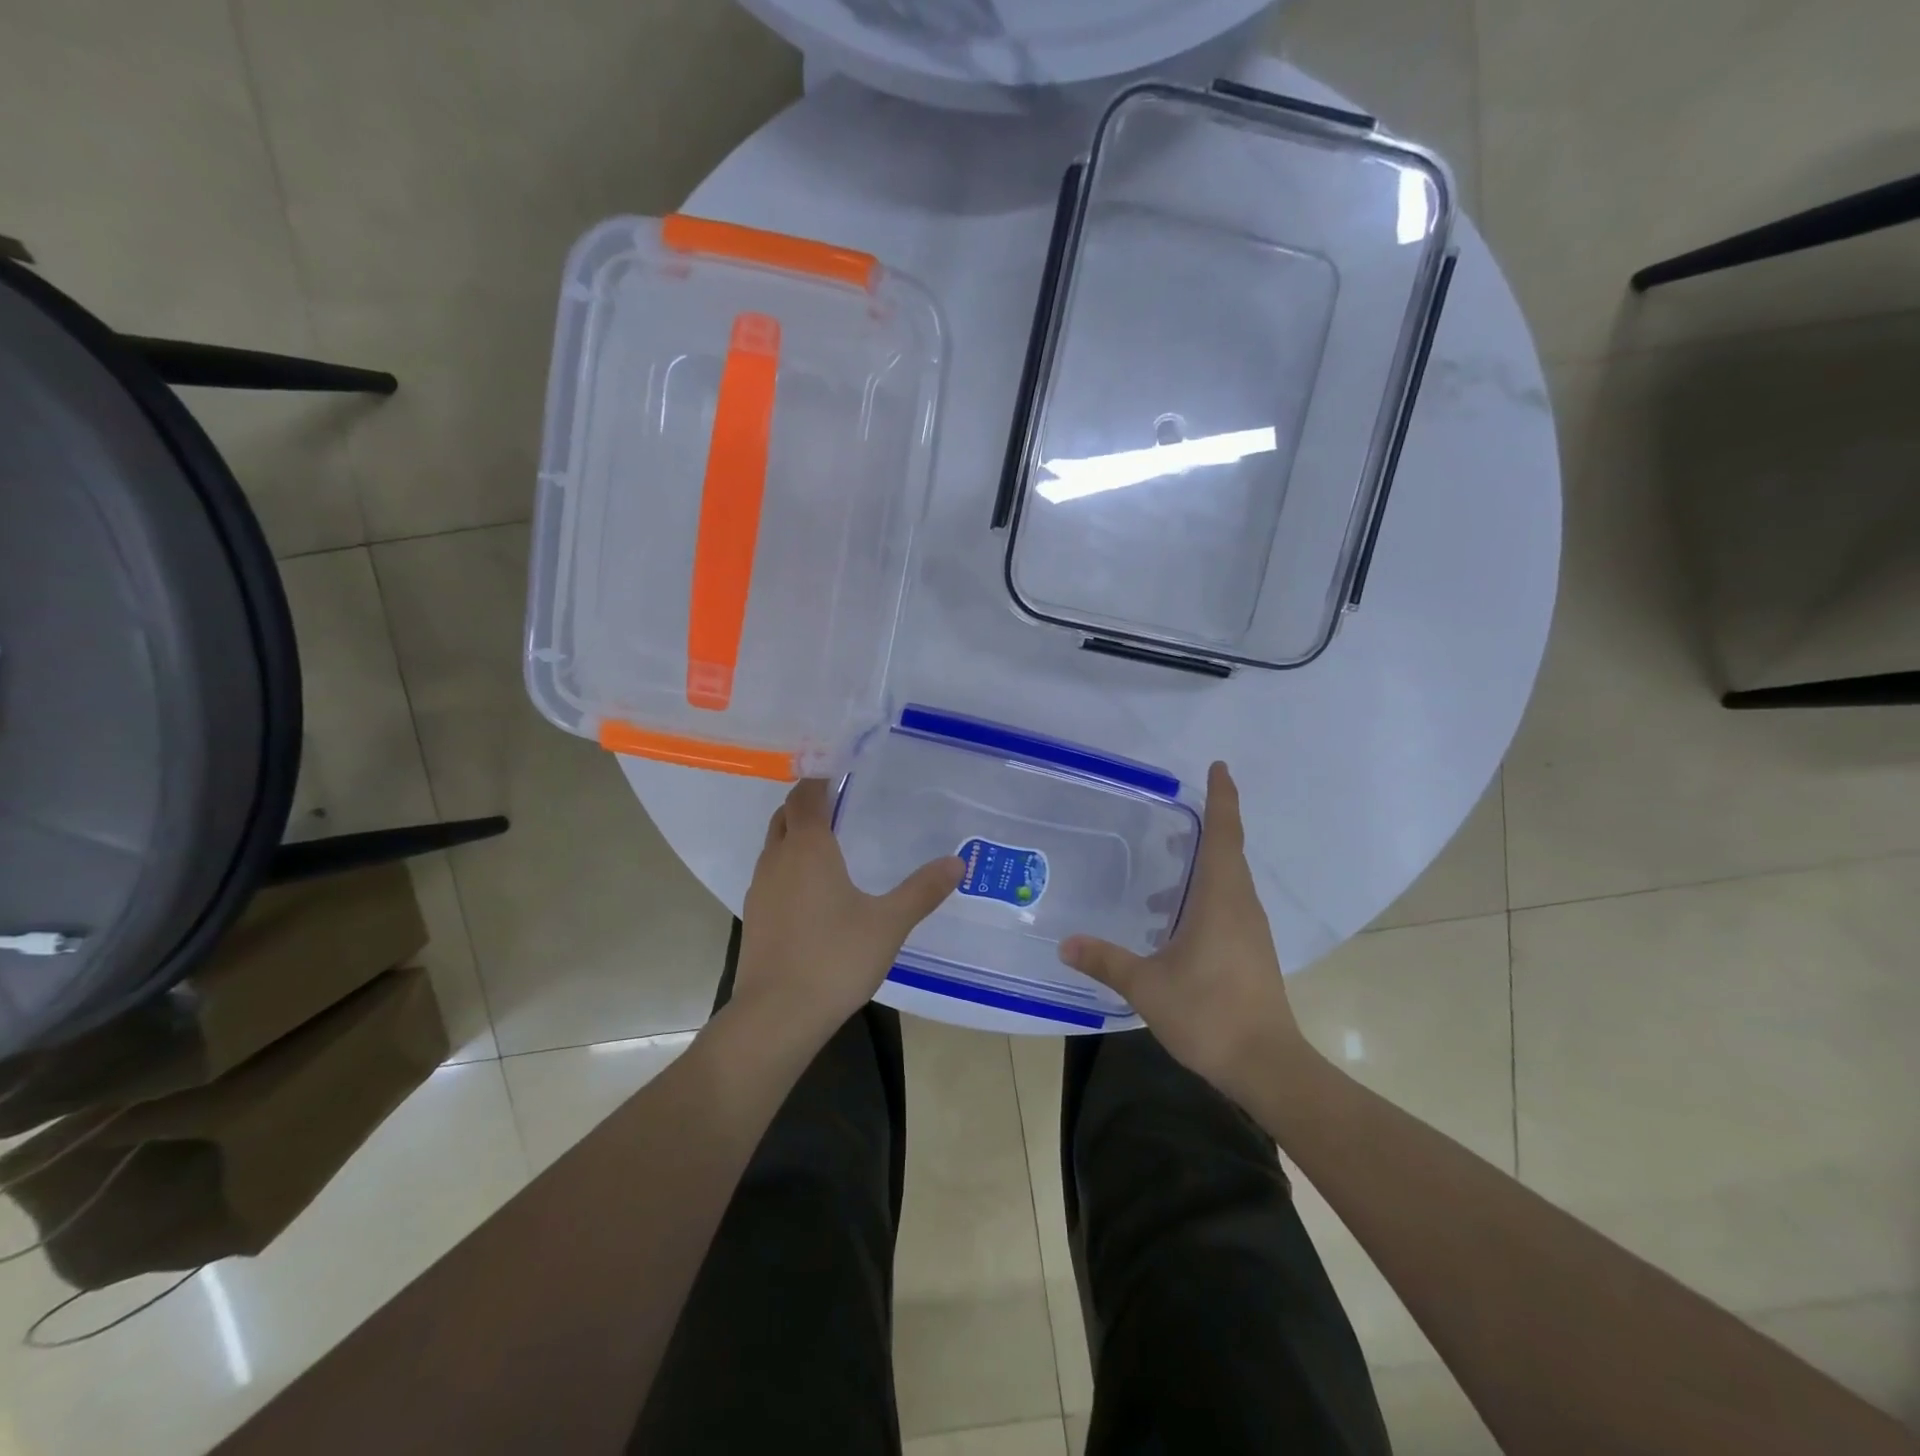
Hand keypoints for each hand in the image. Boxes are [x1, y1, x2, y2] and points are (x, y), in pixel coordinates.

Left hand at [732, 779, 962, 1045]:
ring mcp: (761, 888)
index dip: (820, 779)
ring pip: (775, 844)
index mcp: (809, 847)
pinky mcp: (755, 916)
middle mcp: (778, 859)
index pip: (807, 795)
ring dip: (795, 834)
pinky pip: (772, 874)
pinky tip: (813, 890)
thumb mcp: (889, 922)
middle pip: (785, 815)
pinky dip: (789, 865)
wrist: (777, 1014)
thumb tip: (957, 862)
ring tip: (829, 842)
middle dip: (807, 803)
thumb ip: (922, 890)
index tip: (840, 770)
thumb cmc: (835, 958)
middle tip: (839, 802)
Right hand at [1059, 762, 1308, 1103]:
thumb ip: (1105, 960)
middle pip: (1229, 852)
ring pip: (1229, 882)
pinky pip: (1229, 906)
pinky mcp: (1252, 952)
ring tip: (1162, 875)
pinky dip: (1205, 897)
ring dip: (1203, 867)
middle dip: (1209, 826)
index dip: (1223, 798)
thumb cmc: (1208, 1013)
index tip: (1219, 767)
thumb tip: (1065, 943)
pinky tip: (1173, 923)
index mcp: (1221, 898)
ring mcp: (1251, 931)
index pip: (1224, 834)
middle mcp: (1241, 906)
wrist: (1266, 1065)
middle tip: (1176, 815)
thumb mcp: (1146, 985)